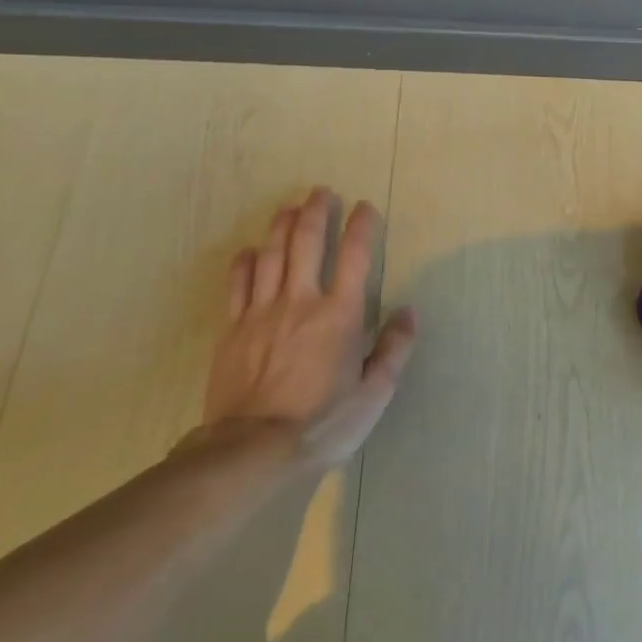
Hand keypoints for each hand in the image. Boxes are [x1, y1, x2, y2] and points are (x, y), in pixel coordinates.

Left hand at [204, 187, 415, 467]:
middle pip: (307, 242)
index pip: (356, 257)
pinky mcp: (233, 328)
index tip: (365, 207)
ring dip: (281, 226)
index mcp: (340, 315)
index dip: (362, 227)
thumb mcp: (373, 394)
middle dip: (316, 212)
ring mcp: (263, 312)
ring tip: (289, 208)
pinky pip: (237, 284)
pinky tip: (248, 251)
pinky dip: (244, 262)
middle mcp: (302, 301)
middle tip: (321, 191)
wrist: (253, 449)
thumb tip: (408, 312)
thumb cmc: (322, 422)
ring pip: (271, 255)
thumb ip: (393, 350)